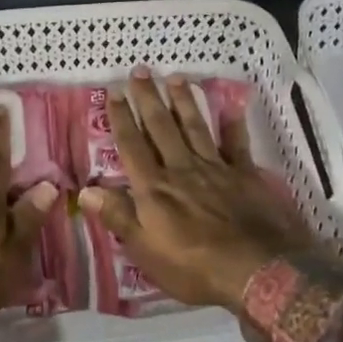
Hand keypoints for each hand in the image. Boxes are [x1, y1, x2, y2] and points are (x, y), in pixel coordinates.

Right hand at [77, 68, 318, 312]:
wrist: (257, 270)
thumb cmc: (194, 267)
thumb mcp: (145, 251)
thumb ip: (118, 217)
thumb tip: (85, 190)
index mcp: (154, 188)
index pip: (132, 146)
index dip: (121, 118)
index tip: (114, 92)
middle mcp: (181, 169)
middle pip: (161, 127)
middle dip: (148, 98)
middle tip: (140, 71)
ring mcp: (215, 169)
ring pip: (195, 127)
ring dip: (184, 101)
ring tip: (176, 78)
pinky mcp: (245, 175)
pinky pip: (237, 144)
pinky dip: (233, 125)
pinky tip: (232, 106)